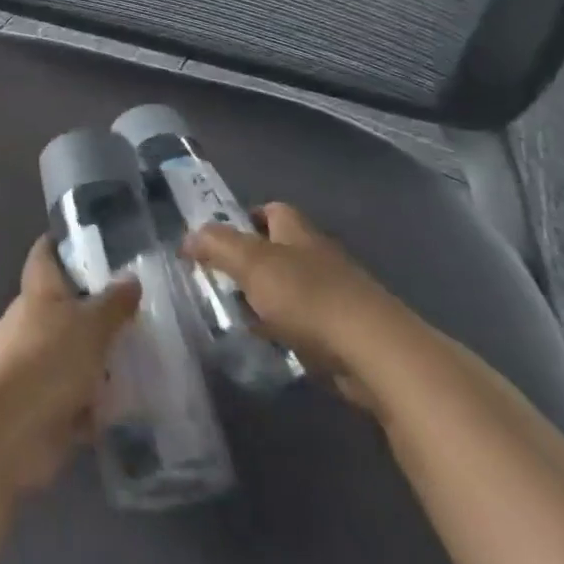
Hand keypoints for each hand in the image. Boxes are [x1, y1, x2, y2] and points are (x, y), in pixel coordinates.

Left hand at [0, 237, 141, 490]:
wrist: (4, 430)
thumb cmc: (45, 360)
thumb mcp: (90, 326)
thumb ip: (113, 304)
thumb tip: (130, 278)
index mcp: (39, 291)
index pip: (46, 254)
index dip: (63, 243)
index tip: (93, 240)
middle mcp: (34, 323)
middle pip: (68, 308)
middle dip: (101, 311)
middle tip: (146, 312)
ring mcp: (38, 366)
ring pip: (77, 356)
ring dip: (105, 361)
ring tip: (154, 360)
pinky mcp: (46, 408)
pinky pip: (81, 401)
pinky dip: (101, 405)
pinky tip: (139, 406)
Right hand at [184, 202, 408, 411]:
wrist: (376, 353)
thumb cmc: (308, 297)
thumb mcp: (251, 263)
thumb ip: (217, 245)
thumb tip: (188, 237)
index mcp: (299, 233)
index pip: (273, 210)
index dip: (247, 217)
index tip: (219, 237)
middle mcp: (320, 257)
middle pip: (281, 250)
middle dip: (251, 263)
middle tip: (218, 280)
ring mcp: (337, 295)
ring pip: (292, 288)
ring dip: (267, 300)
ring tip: (236, 316)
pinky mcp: (346, 332)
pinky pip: (306, 324)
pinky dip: (286, 330)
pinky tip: (270, 345)